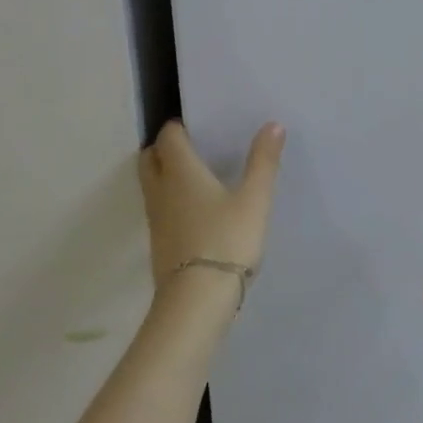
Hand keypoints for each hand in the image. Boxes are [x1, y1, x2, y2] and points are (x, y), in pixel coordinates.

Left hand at [139, 120, 285, 288]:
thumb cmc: (228, 240)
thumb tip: (273, 124)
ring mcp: (156, 218)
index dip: (181, 127)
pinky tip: (196, 211)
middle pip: (150, 157)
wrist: (198, 297)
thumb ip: (263, 162)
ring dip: (165, 174)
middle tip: (194, 149)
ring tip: (196, 178)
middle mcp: (161, 189)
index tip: (201, 127)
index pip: (169, 136)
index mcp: (181, 171)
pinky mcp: (159, 241)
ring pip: (151, 184)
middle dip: (166, 148)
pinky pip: (159, 208)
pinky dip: (171, 200)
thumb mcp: (254, 200)